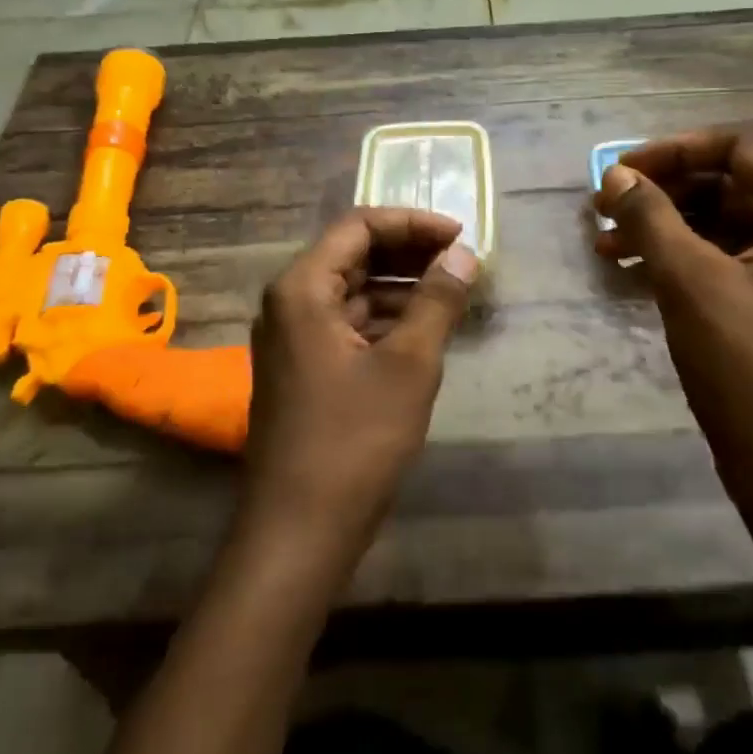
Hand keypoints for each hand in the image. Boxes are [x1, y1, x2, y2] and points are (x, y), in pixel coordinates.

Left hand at [237, 208, 478, 570]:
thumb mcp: (409, 364)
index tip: (459, 237)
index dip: (412, 224)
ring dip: (401, 287)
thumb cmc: (356, 439)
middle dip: (409, 253)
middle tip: (461, 262)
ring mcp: (292, 339)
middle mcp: (289, 303)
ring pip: (352, 291)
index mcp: (302, 288)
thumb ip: (437, 301)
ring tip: (452, 294)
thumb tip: (463, 254)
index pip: (359, 227)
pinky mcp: (303, 369)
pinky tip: (424, 330)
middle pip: (353, 255)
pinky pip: (347, 324)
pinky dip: (385, 319)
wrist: (300, 529)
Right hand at [594, 124, 752, 523]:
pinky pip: (726, 255)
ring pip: (723, 219)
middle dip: (663, 189)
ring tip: (605, 242)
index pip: (739, 146)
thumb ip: (650, 217)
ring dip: (665, 224)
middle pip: (730, 180)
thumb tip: (615, 176)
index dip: (672, 151)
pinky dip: (681, 255)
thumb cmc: (751, 367)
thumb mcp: (691, 282)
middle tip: (604, 206)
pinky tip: (632, 268)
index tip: (618, 172)